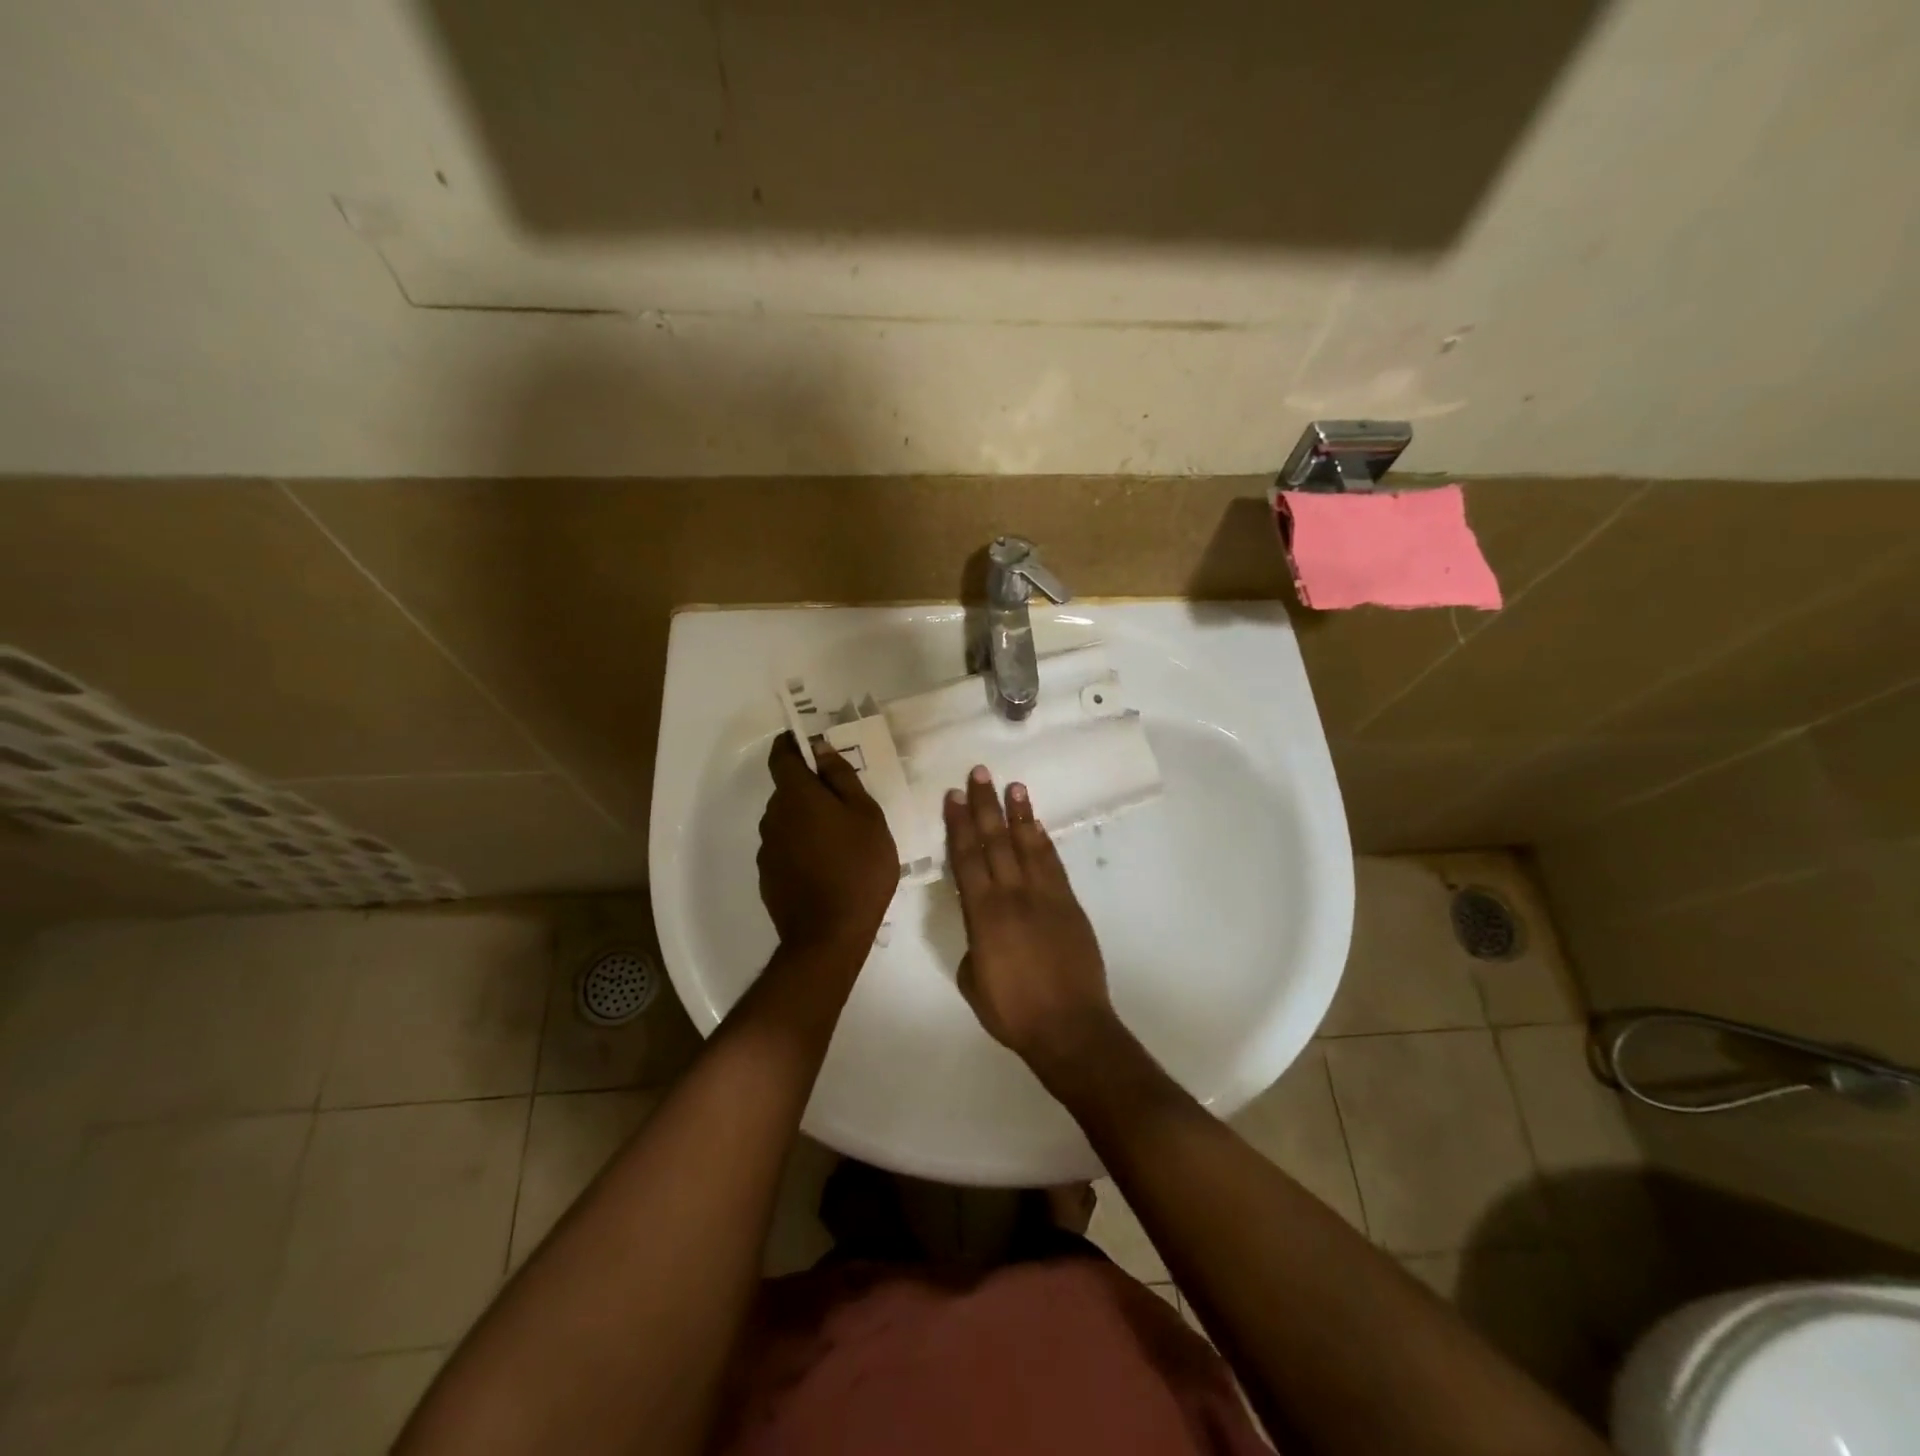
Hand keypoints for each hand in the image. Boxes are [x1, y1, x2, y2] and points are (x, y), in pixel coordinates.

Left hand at [757, 734, 898, 954]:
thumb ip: (841, 778)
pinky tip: (827, 866)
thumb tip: (820, 750)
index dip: (793, 745)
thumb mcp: (866, 816)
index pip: (781, 756)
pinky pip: (785, 848)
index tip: (810, 744)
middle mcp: (773, 817)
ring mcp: (767, 849)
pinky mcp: (768, 876)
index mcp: (796, 796)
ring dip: (807, 820)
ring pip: (787, 821)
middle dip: (810, 789)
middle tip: (845, 803)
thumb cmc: (858, 867)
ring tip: (841, 840)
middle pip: (787, 790)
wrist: (829, 935)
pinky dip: (802, 847)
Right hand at [944, 766, 1116, 1069]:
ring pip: (1028, 845)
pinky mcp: (1069, 904)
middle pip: (996, 841)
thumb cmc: (1013, 1011)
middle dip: (985, 806)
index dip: (958, 825)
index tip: (953, 796)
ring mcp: (1045, 896)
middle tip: (980, 773)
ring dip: (1019, 814)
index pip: (967, 858)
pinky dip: (1043, 841)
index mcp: (983, 914)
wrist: (1070, 1027)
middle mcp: (1013, 895)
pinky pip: (1053, 864)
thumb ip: (973, 945)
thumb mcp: (973, 981)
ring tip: (1012, 786)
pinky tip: (1036, 825)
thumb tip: (982, 930)